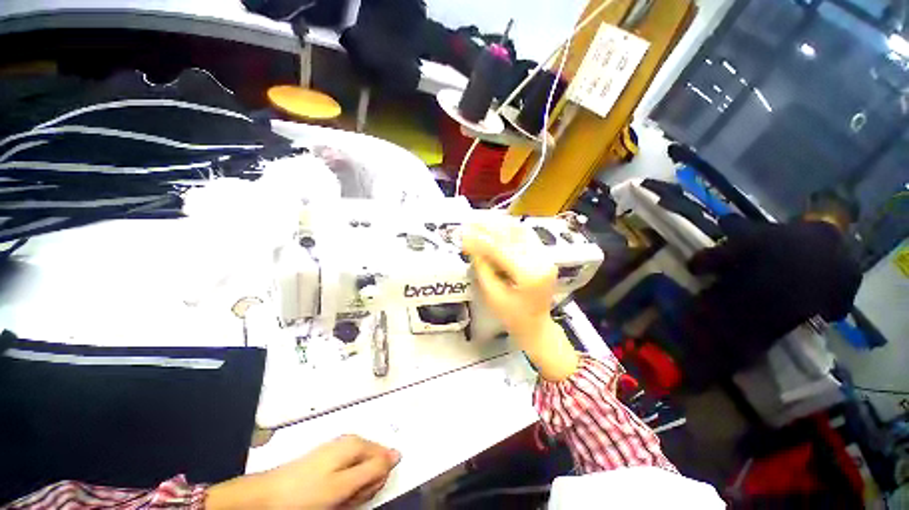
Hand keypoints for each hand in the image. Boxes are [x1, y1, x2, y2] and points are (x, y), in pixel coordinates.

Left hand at [206, 435, 399, 508]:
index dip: (377, 478)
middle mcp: (349, 442)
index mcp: (356, 443)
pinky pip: (346, 476)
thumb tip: (397, 455)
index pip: (385, 457)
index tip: (362, 493)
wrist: (267, 496)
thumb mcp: (343, 485)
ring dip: (353, 489)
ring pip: (359, 473)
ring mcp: (337, 452)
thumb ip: (372, 469)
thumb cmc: (306, 492)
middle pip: (372, 464)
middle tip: (347, 498)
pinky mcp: (327, 462)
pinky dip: (343, 489)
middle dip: (364, 484)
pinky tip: (331, 497)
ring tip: (336, 499)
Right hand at [462, 220, 578, 380]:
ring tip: (481, 219)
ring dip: (499, 224)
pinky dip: (510, 228)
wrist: (537, 326)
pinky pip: (527, 235)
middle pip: (512, 236)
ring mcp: (546, 256)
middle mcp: (541, 261)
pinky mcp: (545, 255)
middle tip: (469, 221)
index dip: (480, 240)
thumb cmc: (512, 317)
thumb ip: (482, 268)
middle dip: (488, 227)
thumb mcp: (492, 296)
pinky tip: (497, 224)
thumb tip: (471, 245)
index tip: (463, 233)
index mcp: (529, 275)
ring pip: (520, 231)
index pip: (500, 249)